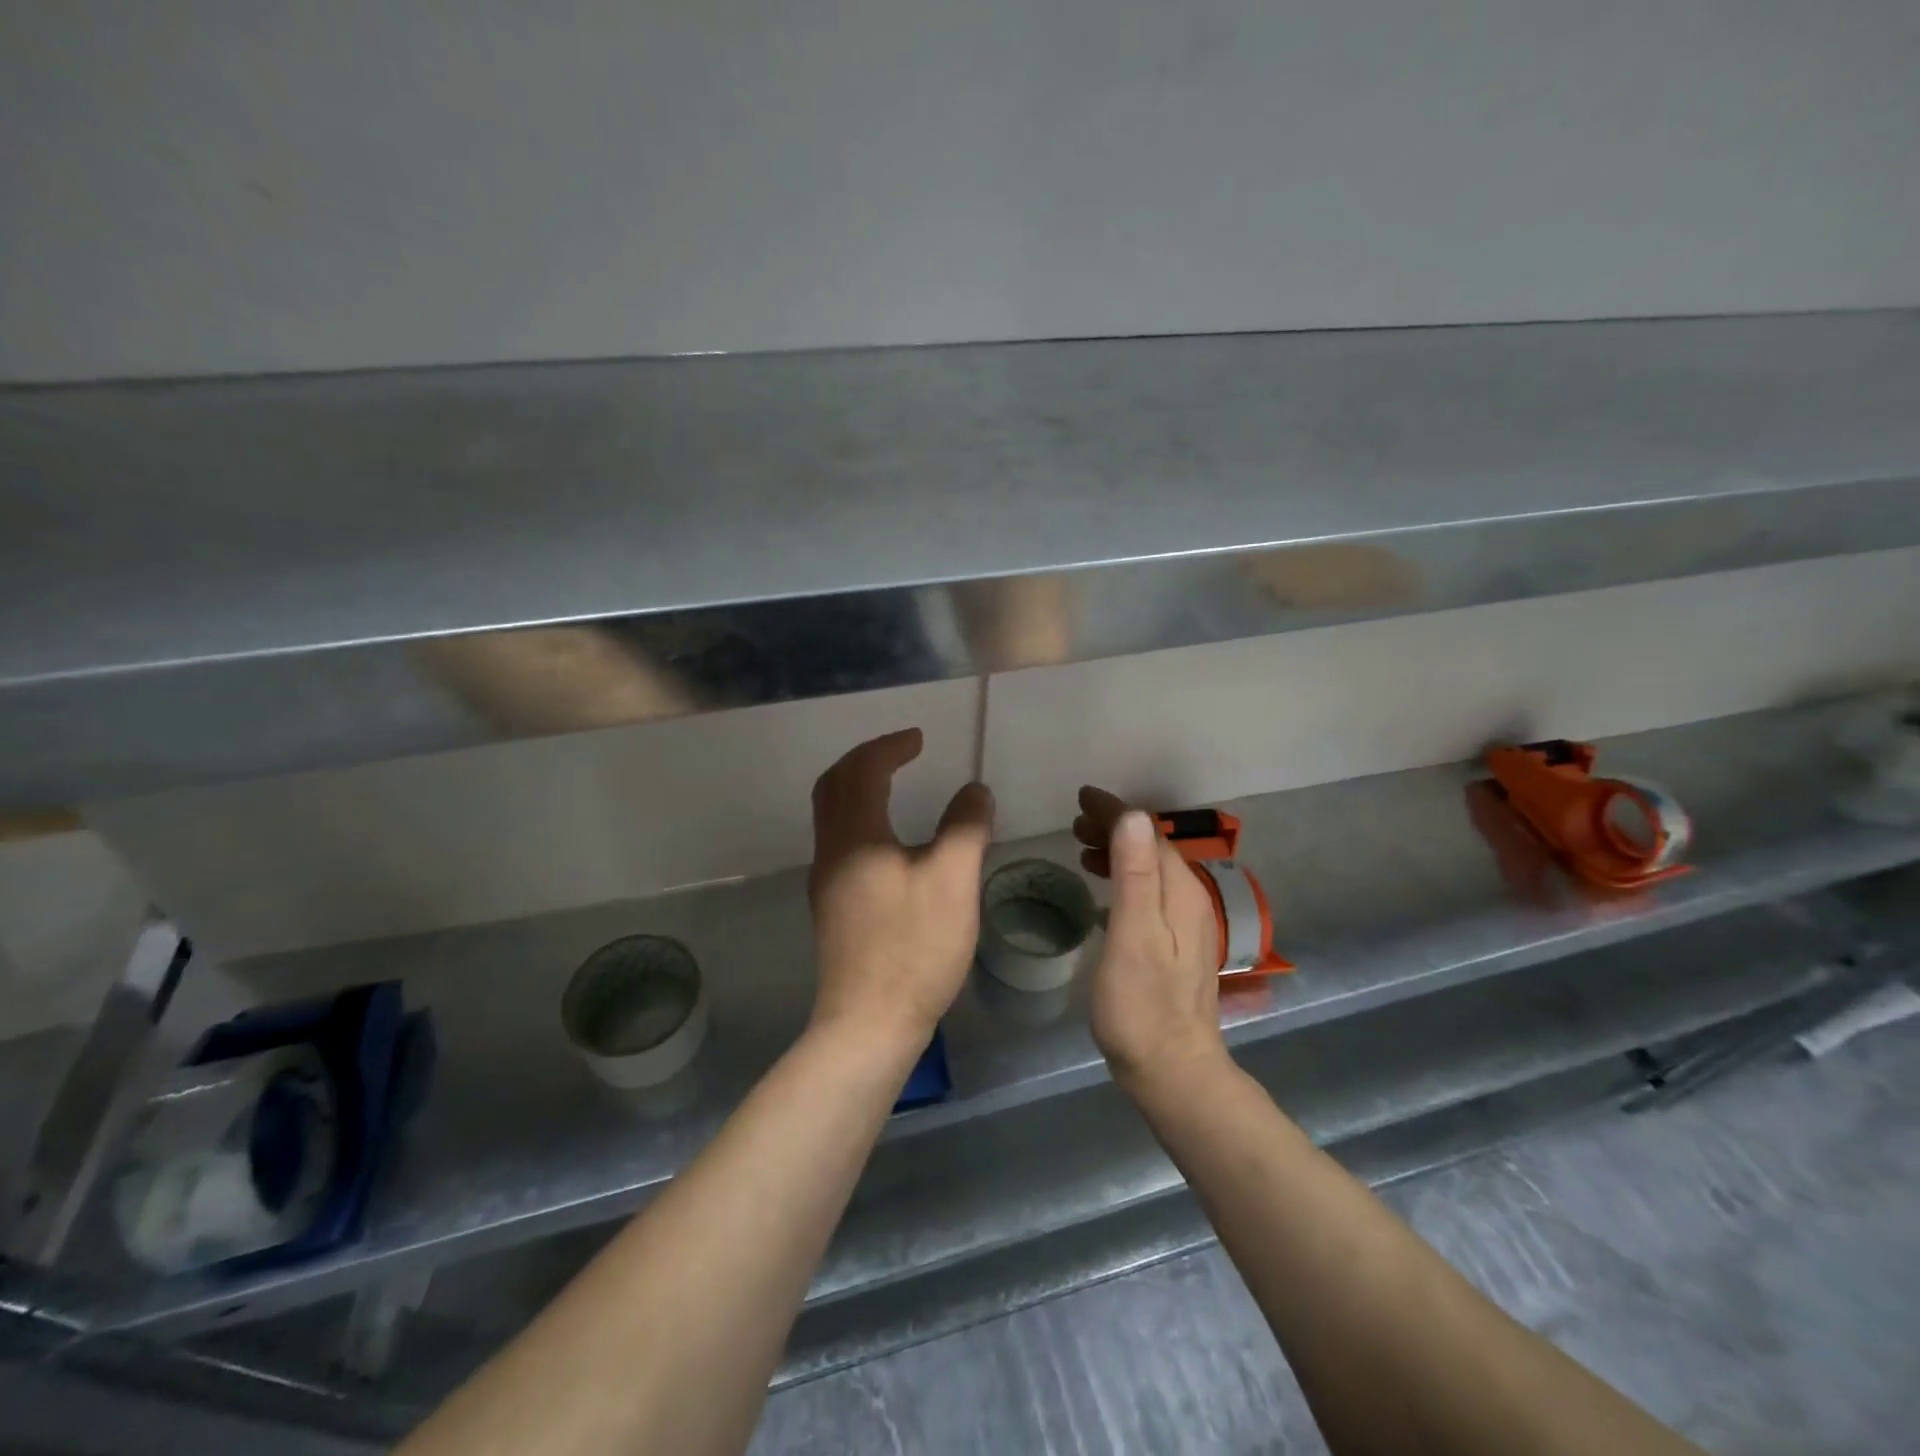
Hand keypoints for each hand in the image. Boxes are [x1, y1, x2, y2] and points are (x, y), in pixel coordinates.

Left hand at [808, 730, 994, 1050]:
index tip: (920, 739)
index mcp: (855, 835)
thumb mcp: (952, 880)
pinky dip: (860, 817)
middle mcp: (830, 851)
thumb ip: (964, 827)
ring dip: (858, 787)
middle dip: (865, 759)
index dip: (890, 747)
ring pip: (832, 814)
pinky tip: (890, 838)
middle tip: (902, 751)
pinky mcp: (832, 906)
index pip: (862, 770)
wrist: (868, 1022)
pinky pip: (840, 840)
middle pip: (833, 785)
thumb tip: (973, 791)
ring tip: (895, 782)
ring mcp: (826, 880)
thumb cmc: (913, 947)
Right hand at [1074, 787, 1226, 1088]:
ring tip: (1082, 849)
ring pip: (1150, 870)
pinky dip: (1124, 878)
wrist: (1173, 1071)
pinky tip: (1104, 890)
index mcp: (1180, 892)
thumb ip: (1135, 875)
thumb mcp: (1133, 935)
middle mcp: (1190, 900)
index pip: (1148, 833)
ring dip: (1118, 852)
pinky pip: (1149, 892)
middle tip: (1074, 825)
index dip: (1115, 811)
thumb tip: (1132, 816)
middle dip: (1115, 828)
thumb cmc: (1142, 1005)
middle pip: (1151, 848)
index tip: (1081, 797)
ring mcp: (1185, 925)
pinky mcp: (1175, 945)